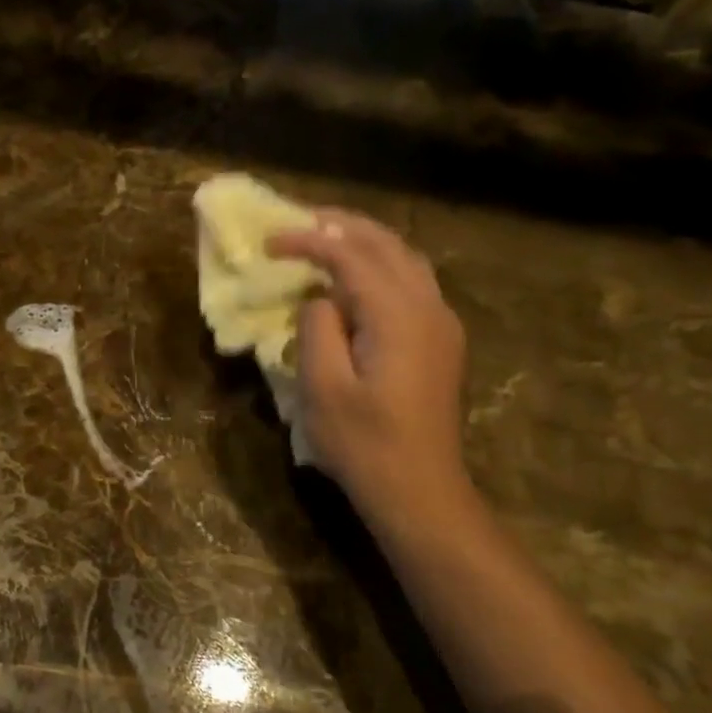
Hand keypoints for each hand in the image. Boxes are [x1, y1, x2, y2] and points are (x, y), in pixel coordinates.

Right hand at [268, 211, 468, 522]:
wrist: (420, 491)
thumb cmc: (365, 445)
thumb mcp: (323, 389)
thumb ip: (317, 329)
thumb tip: (318, 299)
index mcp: (398, 315)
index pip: (351, 256)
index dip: (309, 241)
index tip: (269, 241)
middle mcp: (429, 307)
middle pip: (387, 245)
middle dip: (341, 226)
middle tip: (298, 220)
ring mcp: (442, 324)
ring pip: (405, 260)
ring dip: (365, 242)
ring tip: (325, 239)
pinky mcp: (441, 343)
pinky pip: (412, 284)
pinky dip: (380, 267)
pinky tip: (356, 280)